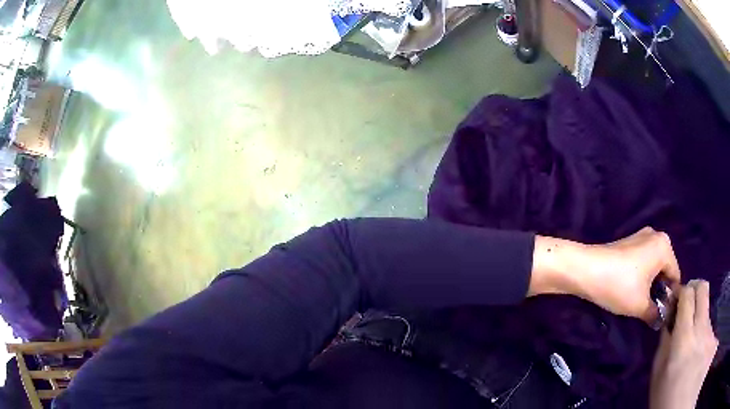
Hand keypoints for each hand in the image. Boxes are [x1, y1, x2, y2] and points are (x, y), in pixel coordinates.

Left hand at [581, 227, 681, 322]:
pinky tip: (634, 291)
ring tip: (643, 304)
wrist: (585, 269)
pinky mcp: (628, 242)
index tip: (664, 315)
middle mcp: (656, 235)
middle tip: (652, 311)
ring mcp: (641, 236)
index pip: (675, 276)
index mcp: (664, 246)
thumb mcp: (640, 306)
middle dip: (661, 290)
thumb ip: (654, 314)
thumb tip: (660, 321)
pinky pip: (643, 261)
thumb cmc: (619, 286)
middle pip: (665, 269)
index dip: (671, 297)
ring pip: (654, 266)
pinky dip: (642, 276)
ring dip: (651, 284)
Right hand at [650, 280, 717, 408]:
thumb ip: (664, 344)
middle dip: (695, 289)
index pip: (688, 294)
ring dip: (700, 319)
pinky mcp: (713, 340)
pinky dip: (704, 336)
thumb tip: (669, 321)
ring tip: (692, 344)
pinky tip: (699, 355)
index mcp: (684, 337)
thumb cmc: (665, 398)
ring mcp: (710, 334)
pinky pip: (710, 329)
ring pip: (707, 312)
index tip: (676, 301)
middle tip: (687, 304)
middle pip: (703, 290)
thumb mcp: (657, 375)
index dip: (682, 291)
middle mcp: (702, 329)